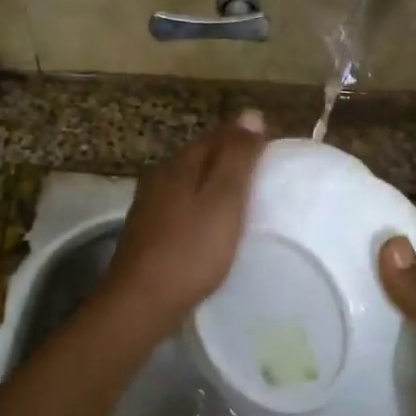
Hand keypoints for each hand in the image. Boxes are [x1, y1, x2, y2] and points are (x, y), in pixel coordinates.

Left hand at [96, 111, 266, 344]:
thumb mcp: (223, 199)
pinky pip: (182, 206)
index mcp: (179, 164)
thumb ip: (237, 157)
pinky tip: (213, 226)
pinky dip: (202, 207)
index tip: (274, 152)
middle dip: (230, 159)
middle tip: (265, 176)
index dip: (246, 138)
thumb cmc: (191, 250)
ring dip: (215, 185)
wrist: (141, 302)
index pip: (217, 135)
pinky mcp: (147, 232)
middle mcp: (159, 177)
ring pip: (190, 182)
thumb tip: (251, 113)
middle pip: (201, 157)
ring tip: (244, 201)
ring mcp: (150, 205)